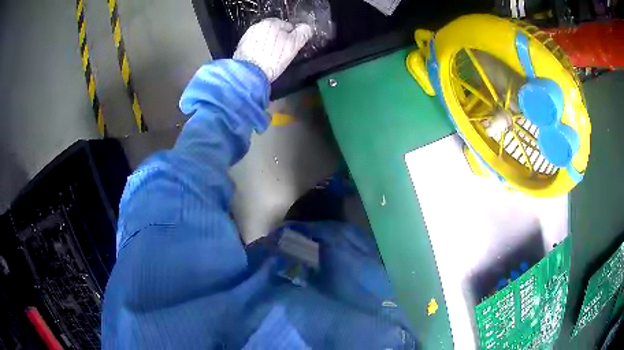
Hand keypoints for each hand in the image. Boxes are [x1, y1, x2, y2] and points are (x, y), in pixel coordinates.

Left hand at [233, 18, 312, 81]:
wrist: (248, 74)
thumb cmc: (273, 58)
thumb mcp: (293, 45)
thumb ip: (302, 34)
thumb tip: (307, 27)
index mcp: (271, 23)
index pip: (287, 26)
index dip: (292, 37)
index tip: (291, 48)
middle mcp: (257, 26)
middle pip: (274, 32)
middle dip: (279, 40)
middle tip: (282, 54)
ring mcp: (247, 36)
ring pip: (264, 39)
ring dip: (268, 46)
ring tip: (270, 59)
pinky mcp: (240, 47)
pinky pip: (254, 47)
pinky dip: (258, 52)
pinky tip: (261, 61)